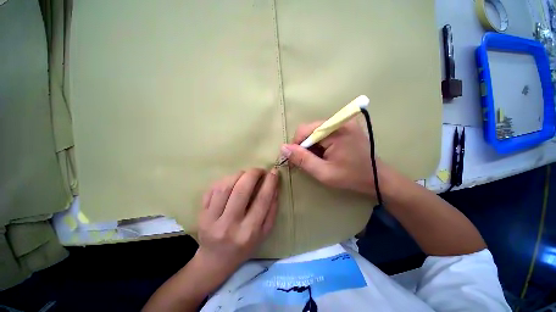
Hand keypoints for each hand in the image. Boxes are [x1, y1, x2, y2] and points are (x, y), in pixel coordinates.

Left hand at [196, 168, 279, 273]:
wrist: (216, 260)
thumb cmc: (245, 246)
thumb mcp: (264, 232)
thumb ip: (272, 209)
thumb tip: (275, 186)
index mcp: (249, 232)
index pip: (262, 200)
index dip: (269, 182)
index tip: (274, 171)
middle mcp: (229, 225)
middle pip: (241, 190)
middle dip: (253, 174)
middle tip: (259, 170)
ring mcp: (211, 219)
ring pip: (225, 187)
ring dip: (238, 175)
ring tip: (246, 175)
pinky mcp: (201, 214)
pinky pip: (212, 189)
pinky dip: (225, 180)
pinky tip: (232, 181)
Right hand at [281, 119, 384, 196]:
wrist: (377, 178)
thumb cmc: (351, 177)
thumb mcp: (323, 172)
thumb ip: (302, 160)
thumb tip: (283, 148)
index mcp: (335, 130)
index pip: (304, 131)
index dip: (296, 145)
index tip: (296, 160)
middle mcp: (339, 121)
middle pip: (309, 129)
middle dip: (304, 146)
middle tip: (307, 161)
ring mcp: (343, 123)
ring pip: (315, 131)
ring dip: (311, 145)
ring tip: (317, 159)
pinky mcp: (345, 127)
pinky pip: (324, 132)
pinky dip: (319, 144)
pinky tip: (324, 154)